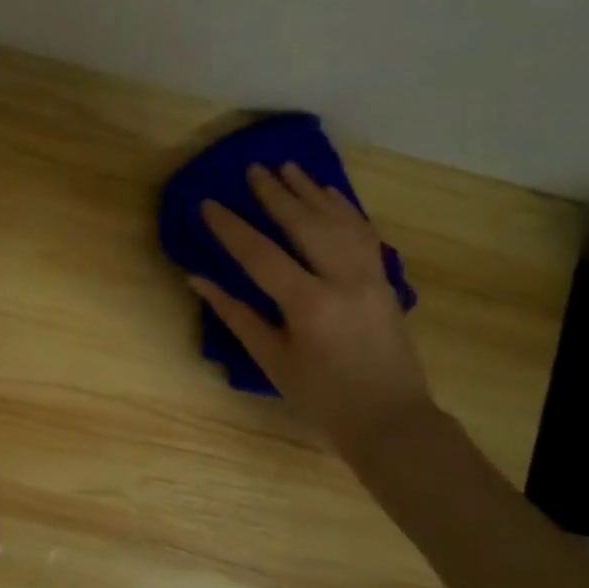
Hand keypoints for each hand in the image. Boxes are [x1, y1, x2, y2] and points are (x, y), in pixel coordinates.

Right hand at [190, 163, 436, 466]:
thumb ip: (236, 315)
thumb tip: (199, 280)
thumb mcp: (272, 359)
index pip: (260, 254)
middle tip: (253, 169)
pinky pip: (364, 232)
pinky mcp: (385, 280)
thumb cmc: (322, 397)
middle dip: (275, 195)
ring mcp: (370, 276)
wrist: (390, 419)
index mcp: (308, 304)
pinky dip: (345, 208)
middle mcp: (342, 280)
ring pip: (339, 220)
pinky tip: (330, 193)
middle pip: (305, 224)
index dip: (231, 227)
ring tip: (288, 167)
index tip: (209, 203)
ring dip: (311, 191)